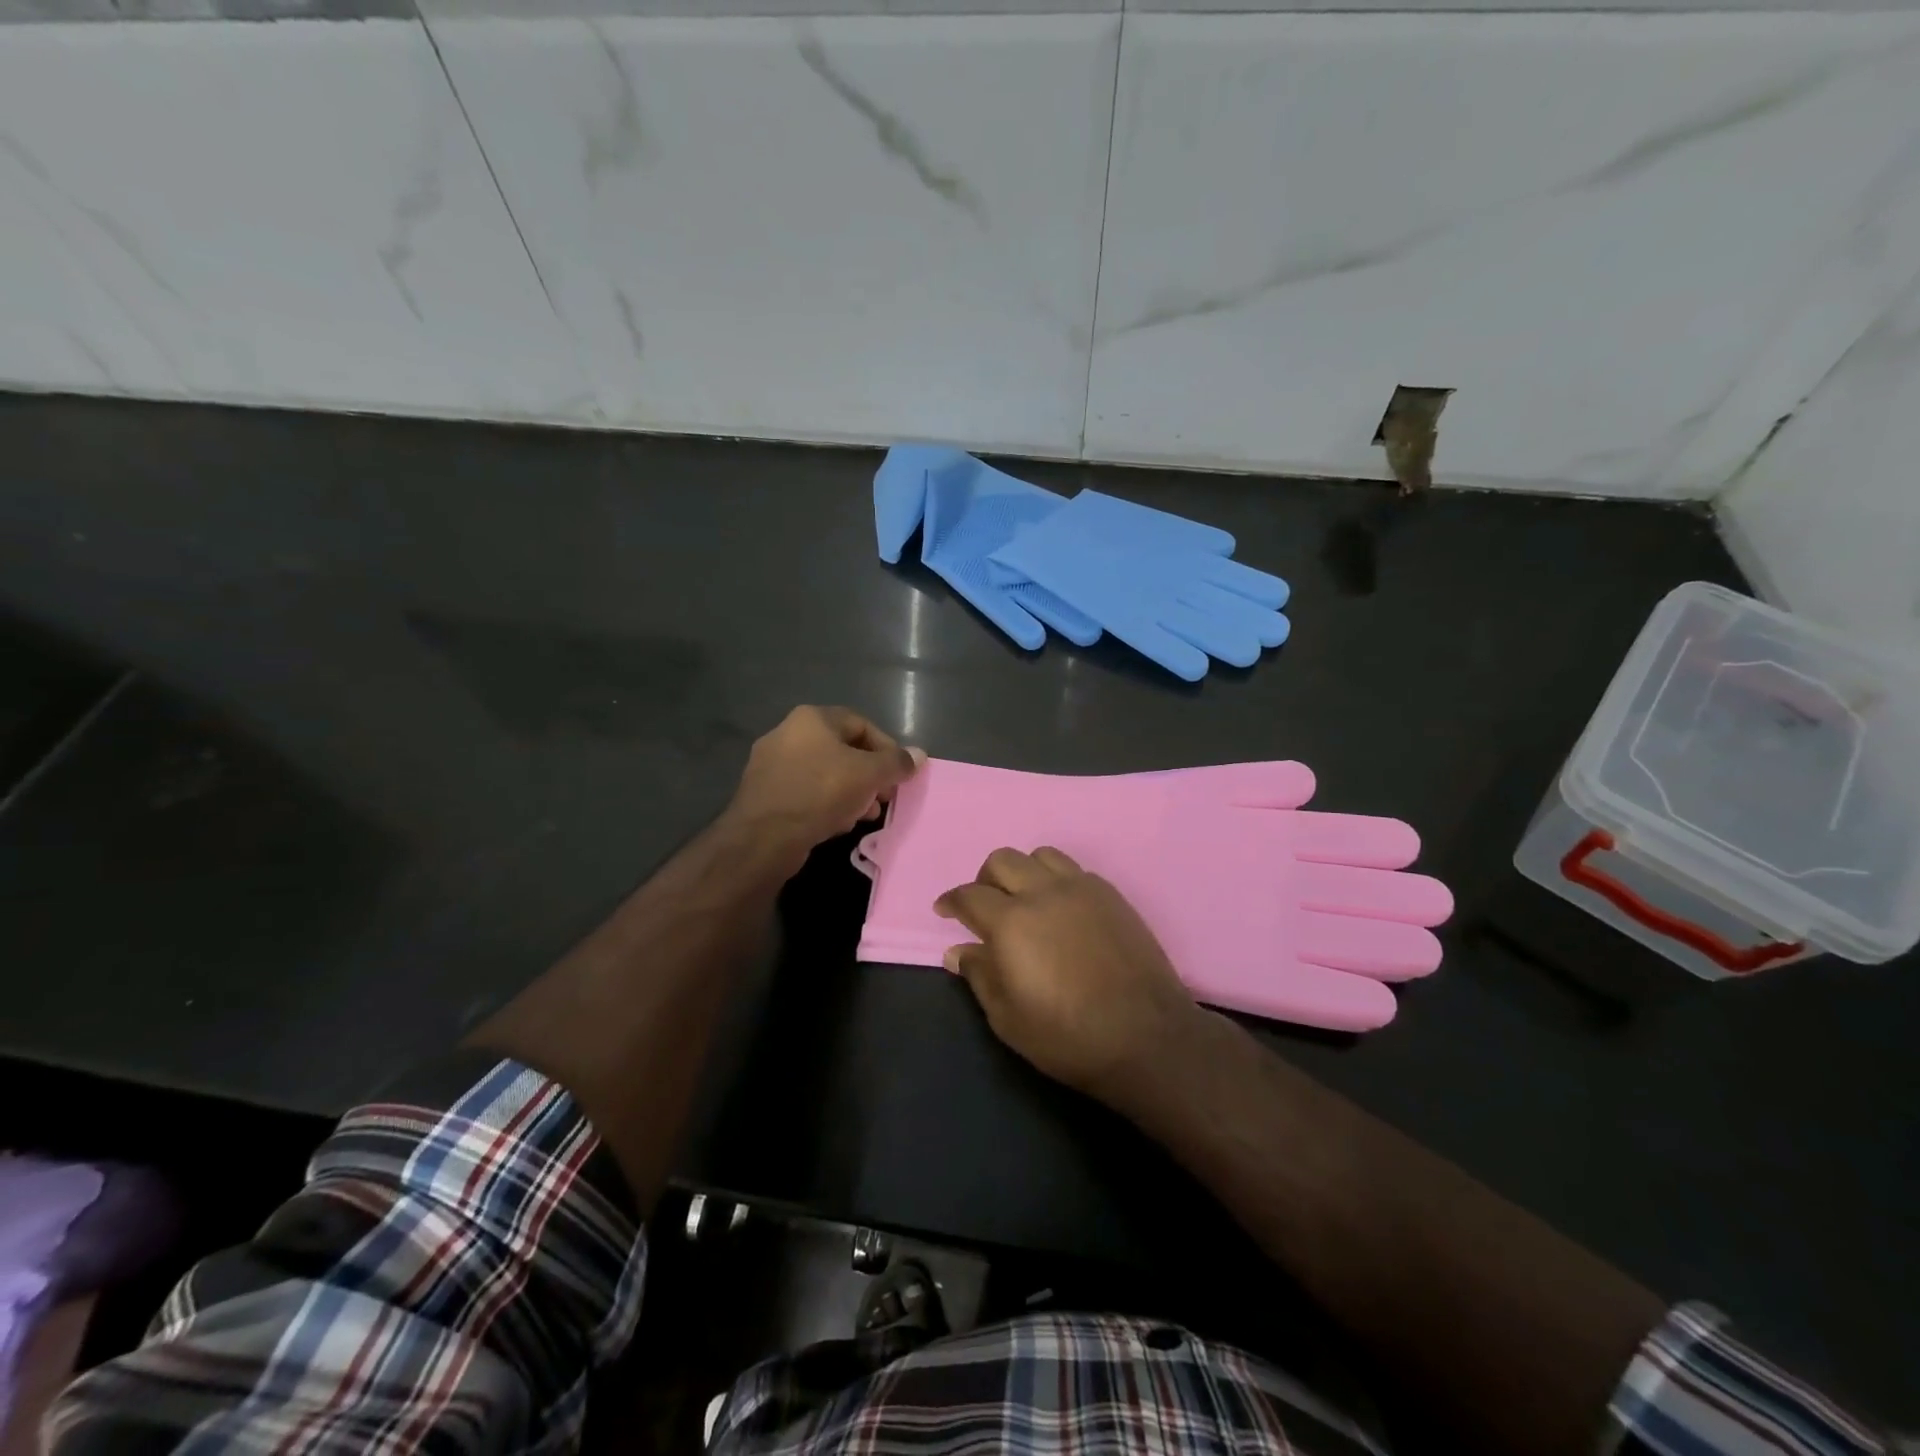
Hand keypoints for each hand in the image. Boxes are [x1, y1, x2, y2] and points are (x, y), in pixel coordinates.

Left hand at [726, 706, 923, 862]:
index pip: (861, 724)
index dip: (887, 748)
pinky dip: (826, 803)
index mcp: (811, 718)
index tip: (899, 774)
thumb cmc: (821, 793)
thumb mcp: (868, 775)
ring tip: (866, 815)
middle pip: (843, 750)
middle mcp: (788, 733)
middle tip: (884, 798)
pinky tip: (838, 824)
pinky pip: (806, 791)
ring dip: (850, 792)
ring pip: (824, 773)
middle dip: (869, 775)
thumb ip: (896, 762)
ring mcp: (772, 763)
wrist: (764, 836)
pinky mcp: (764, 792)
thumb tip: (919, 754)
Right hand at [935, 847, 1205, 1106]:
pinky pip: (1074, 870)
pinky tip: (1061, 909)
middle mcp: (1043, 893)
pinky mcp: (1112, 895)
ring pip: (1041, 855)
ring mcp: (1082, 889)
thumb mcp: (1008, 1018)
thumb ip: (980, 976)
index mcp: (1011, 922)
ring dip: (1024, 872)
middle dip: (984, 880)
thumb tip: (957, 951)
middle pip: (1002, 860)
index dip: (951, 901)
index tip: (945, 911)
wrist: (1146, 1037)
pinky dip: (1057, 880)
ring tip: (1025, 900)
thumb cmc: (1068, 1036)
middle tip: (984, 907)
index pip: (969, 895)